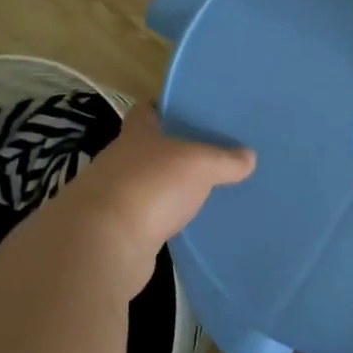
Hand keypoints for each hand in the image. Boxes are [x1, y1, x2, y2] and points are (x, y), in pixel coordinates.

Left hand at [45, 106, 254, 296]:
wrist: (103, 244)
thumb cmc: (150, 186)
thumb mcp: (199, 164)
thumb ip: (225, 159)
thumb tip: (249, 156)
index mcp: (137, 134)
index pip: (147, 110)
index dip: (167, 107)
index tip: (192, 111)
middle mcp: (121, 160)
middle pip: (150, 148)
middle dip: (176, 149)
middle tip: (213, 151)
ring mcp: (116, 196)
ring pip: (150, 183)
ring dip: (170, 187)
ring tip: (206, 188)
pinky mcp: (118, 231)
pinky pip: (149, 217)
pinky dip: (166, 217)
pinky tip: (189, 222)